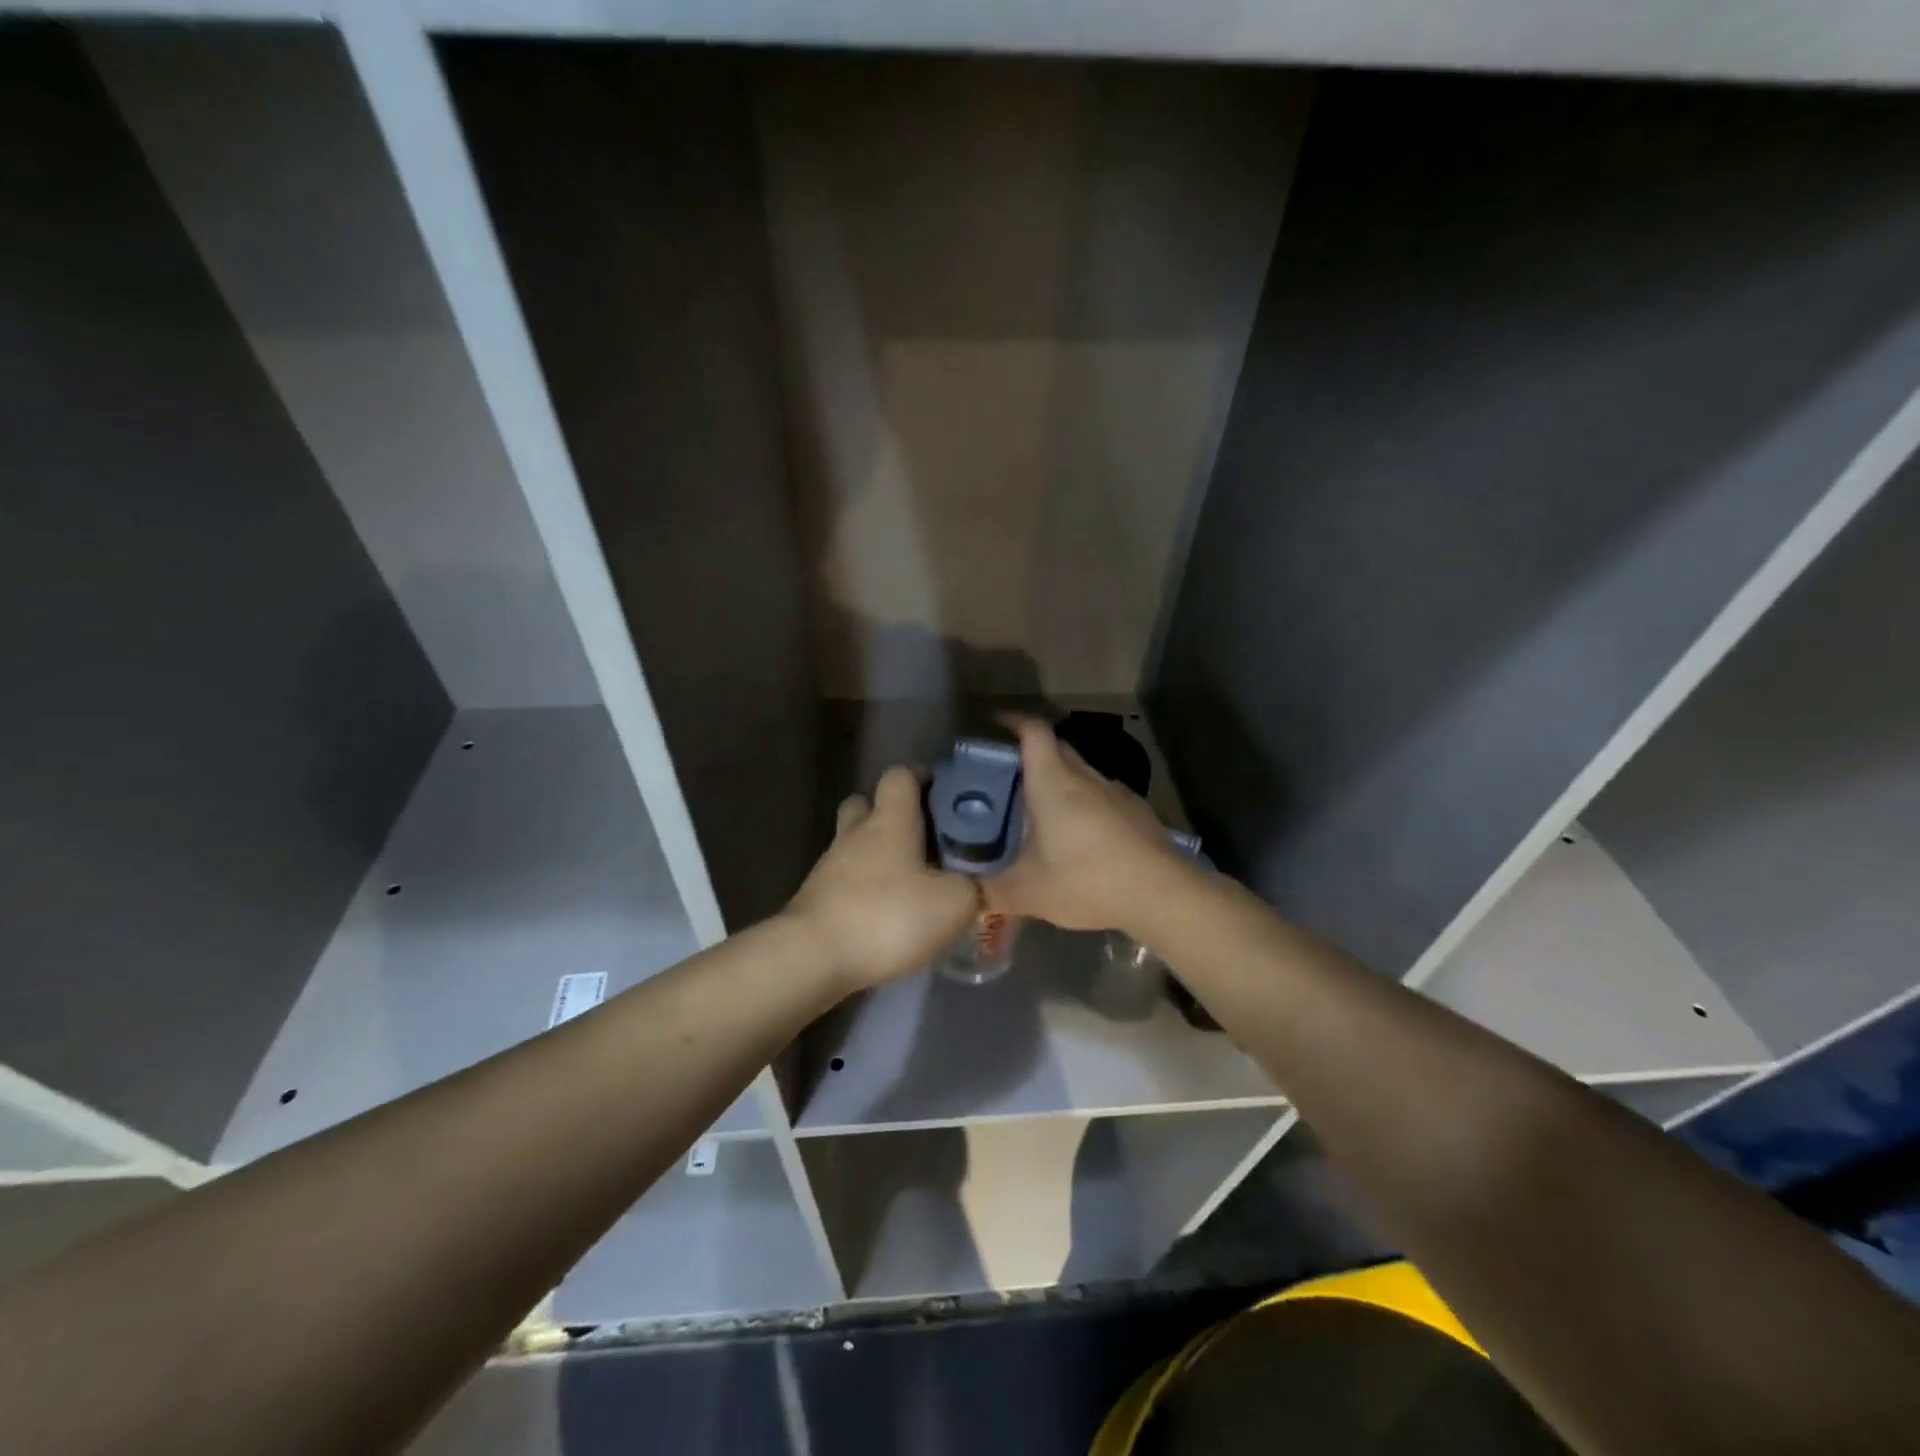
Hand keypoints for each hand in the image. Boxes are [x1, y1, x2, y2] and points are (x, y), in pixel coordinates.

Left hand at [785, 766, 978, 991]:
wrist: (813, 958)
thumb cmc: (888, 917)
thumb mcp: (953, 904)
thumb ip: (973, 887)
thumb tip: (977, 883)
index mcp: (890, 820)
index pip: (900, 775)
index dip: (921, 778)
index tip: (944, 794)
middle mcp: (856, 833)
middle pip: (868, 804)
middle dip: (893, 815)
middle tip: (925, 839)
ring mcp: (830, 865)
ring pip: (856, 844)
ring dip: (879, 856)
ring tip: (911, 882)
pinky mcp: (817, 898)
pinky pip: (846, 880)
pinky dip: (866, 888)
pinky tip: (887, 913)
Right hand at [983, 717, 1201, 936]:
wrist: (1162, 893)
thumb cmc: (1086, 880)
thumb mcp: (1028, 892)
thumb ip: (990, 892)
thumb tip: (961, 898)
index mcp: (1053, 782)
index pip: (1033, 731)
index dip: (1013, 720)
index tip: (996, 722)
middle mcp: (1085, 777)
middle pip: (1057, 748)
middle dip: (1032, 752)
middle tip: (1009, 775)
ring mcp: (1116, 792)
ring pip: (1081, 773)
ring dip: (1061, 780)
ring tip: (1043, 809)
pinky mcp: (1137, 812)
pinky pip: (1102, 796)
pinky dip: (1085, 804)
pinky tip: (1082, 836)